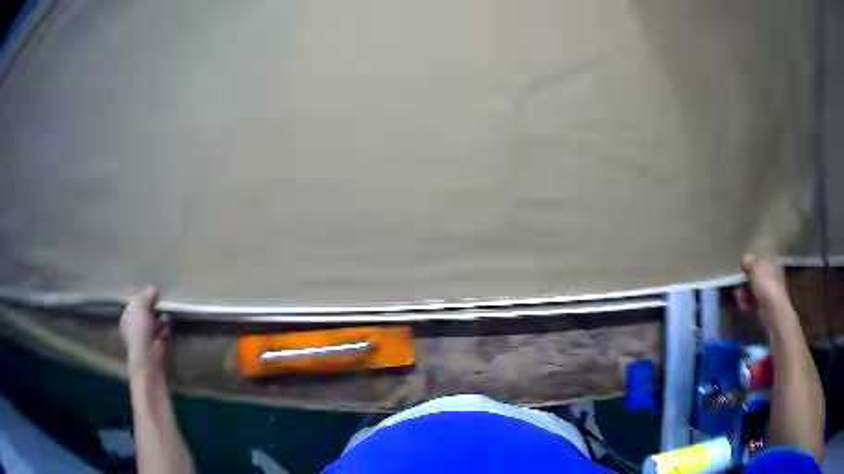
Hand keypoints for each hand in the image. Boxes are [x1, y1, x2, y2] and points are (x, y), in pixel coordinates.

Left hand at [119, 287, 170, 371]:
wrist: (148, 358)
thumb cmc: (139, 330)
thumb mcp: (140, 307)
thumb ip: (146, 297)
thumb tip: (153, 289)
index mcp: (127, 319)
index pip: (134, 306)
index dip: (143, 299)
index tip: (153, 293)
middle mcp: (135, 329)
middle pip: (145, 315)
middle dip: (153, 309)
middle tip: (162, 302)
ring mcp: (146, 339)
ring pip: (154, 325)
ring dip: (161, 319)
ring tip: (168, 313)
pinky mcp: (157, 347)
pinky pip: (163, 334)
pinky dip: (166, 329)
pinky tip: (170, 324)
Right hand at [734, 255, 792, 327]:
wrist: (772, 309)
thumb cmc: (766, 283)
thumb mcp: (755, 266)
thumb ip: (748, 261)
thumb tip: (745, 259)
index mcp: (772, 262)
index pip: (759, 260)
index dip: (749, 265)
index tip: (742, 271)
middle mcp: (771, 275)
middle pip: (754, 276)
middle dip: (744, 282)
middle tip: (738, 287)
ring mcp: (768, 291)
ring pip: (752, 289)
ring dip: (743, 293)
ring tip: (740, 298)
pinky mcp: (764, 305)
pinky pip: (752, 301)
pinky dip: (747, 303)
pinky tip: (744, 306)